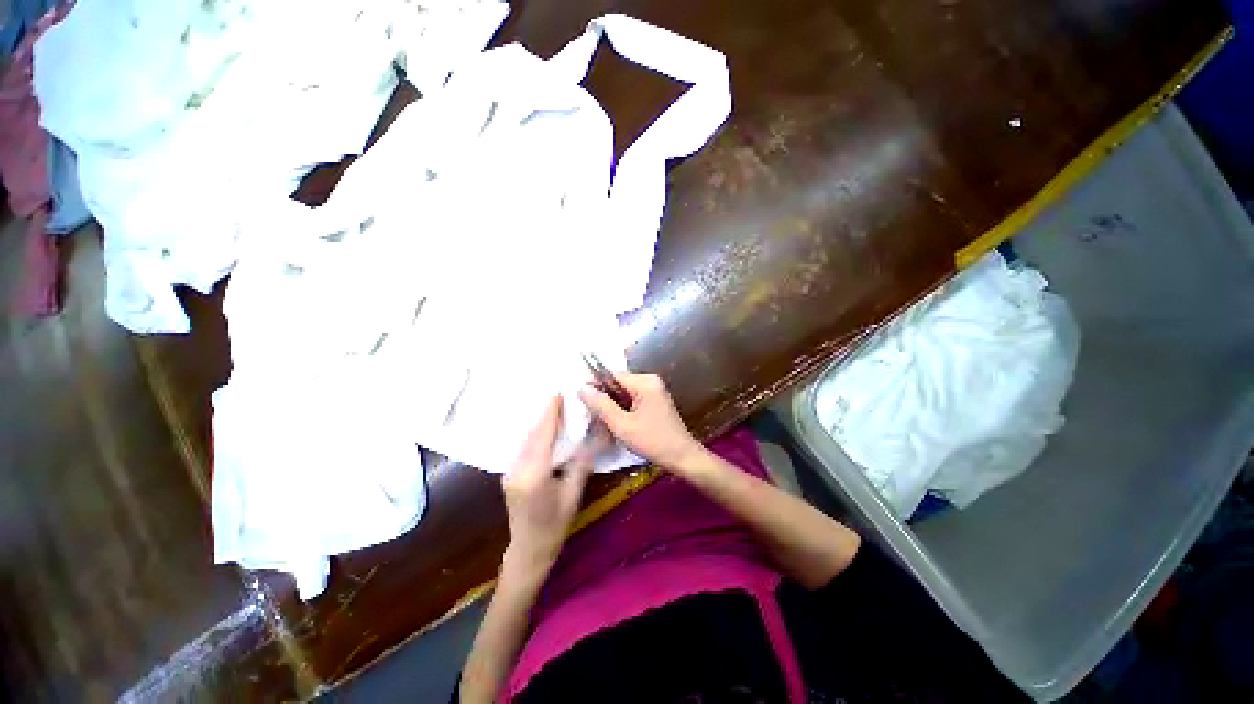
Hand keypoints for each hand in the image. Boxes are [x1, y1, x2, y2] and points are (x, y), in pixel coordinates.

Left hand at [501, 396, 594, 578]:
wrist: (528, 550)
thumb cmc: (555, 526)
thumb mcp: (573, 495)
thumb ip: (581, 464)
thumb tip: (594, 437)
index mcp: (534, 475)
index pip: (543, 437)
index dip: (550, 414)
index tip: (557, 394)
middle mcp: (517, 469)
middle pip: (533, 435)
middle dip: (545, 415)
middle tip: (559, 397)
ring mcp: (510, 472)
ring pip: (526, 440)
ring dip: (539, 423)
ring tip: (554, 408)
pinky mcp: (509, 474)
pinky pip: (523, 447)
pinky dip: (535, 435)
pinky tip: (544, 429)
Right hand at [578, 374, 705, 472]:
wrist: (682, 457)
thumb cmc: (653, 441)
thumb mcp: (622, 425)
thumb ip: (601, 405)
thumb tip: (582, 388)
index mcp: (645, 382)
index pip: (613, 376)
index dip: (597, 386)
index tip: (583, 401)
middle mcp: (651, 381)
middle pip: (619, 383)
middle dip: (605, 397)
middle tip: (592, 415)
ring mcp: (655, 391)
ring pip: (625, 393)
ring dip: (613, 405)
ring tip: (604, 421)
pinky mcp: (656, 401)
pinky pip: (633, 399)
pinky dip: (623, 409)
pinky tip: (618, 422)